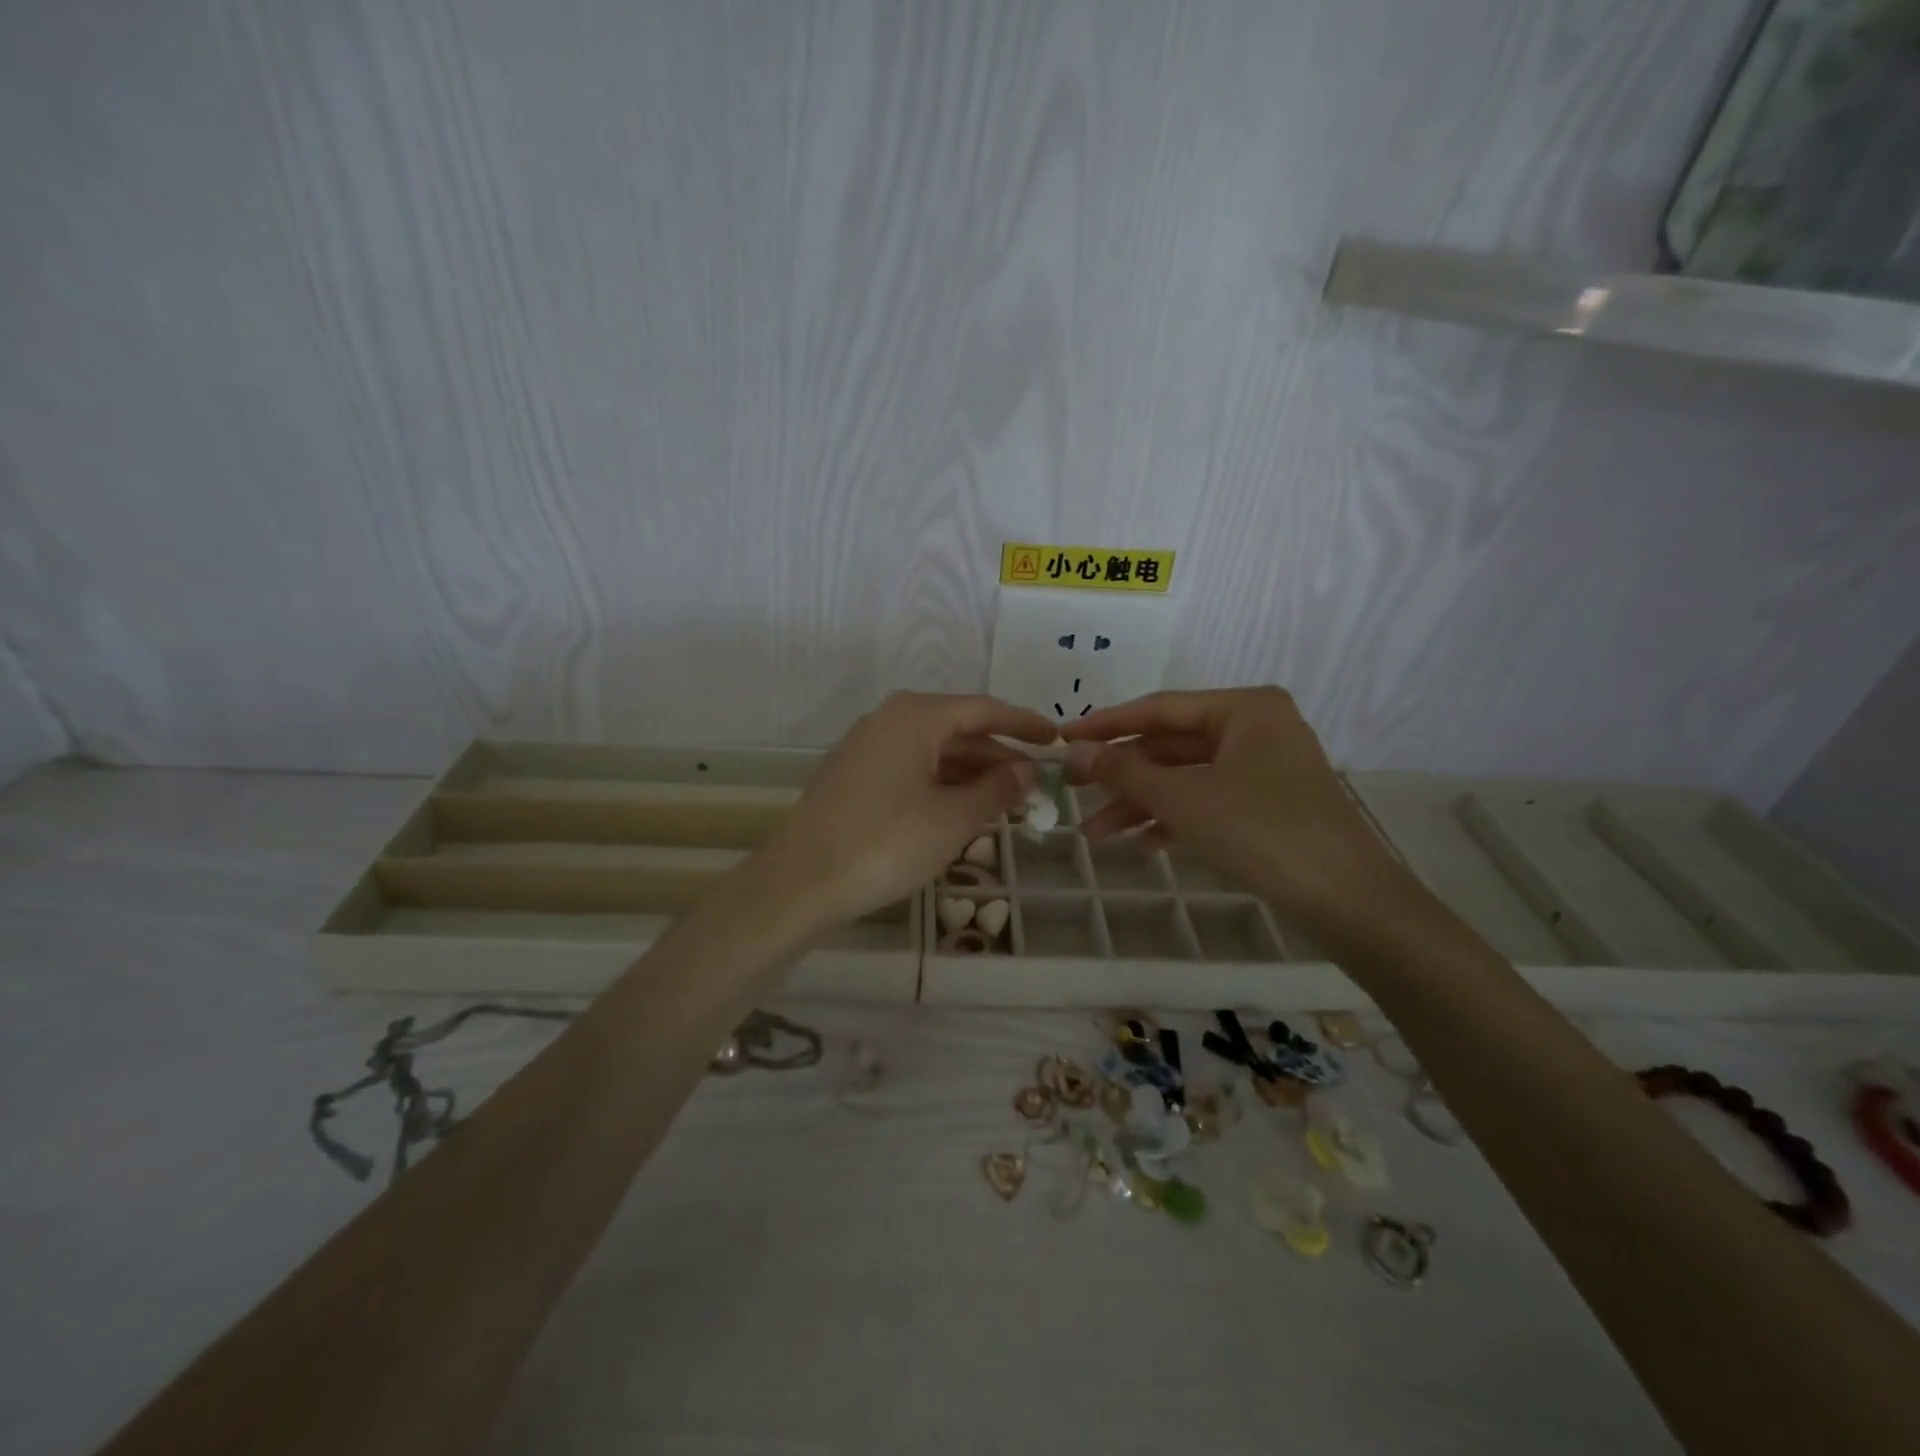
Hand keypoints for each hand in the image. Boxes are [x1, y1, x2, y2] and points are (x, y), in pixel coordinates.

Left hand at [759, 692, 1054, 928]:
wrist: (801, 881)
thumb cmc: (886, 842)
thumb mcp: (954, 819)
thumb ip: (997, 790)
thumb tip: (1027, 772)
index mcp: (916, 717)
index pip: (983, 710)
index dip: (1023, 724)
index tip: (1056, 739)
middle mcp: (889, 721)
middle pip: (958, 731)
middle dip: (999, 757)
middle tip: (1037, 783)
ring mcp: (867, 748)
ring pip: (934, 753)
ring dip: (972, 775)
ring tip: (1008, 801)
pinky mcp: (854, 777)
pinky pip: (911, 770)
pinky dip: (942, 785)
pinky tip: (962, 810)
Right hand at [1061, 687, 1408, 929]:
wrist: (1348, 901)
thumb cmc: (1262, 830)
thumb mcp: (1183, 798)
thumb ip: (1125, 771)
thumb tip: (1075, 752)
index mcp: (1244, 708)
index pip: (1159, 708)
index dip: (1106, 725)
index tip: (1062, 738)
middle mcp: (1256, 728)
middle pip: (1171, 746)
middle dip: (1122, 776)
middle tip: (1071, 791)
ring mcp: (1264, 768)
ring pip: (1186, 778)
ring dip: (1141, 804)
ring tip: (1095, 834)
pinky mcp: (1269, 806)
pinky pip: (1208, 802)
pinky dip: (1174, 820)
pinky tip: (1142, 845)